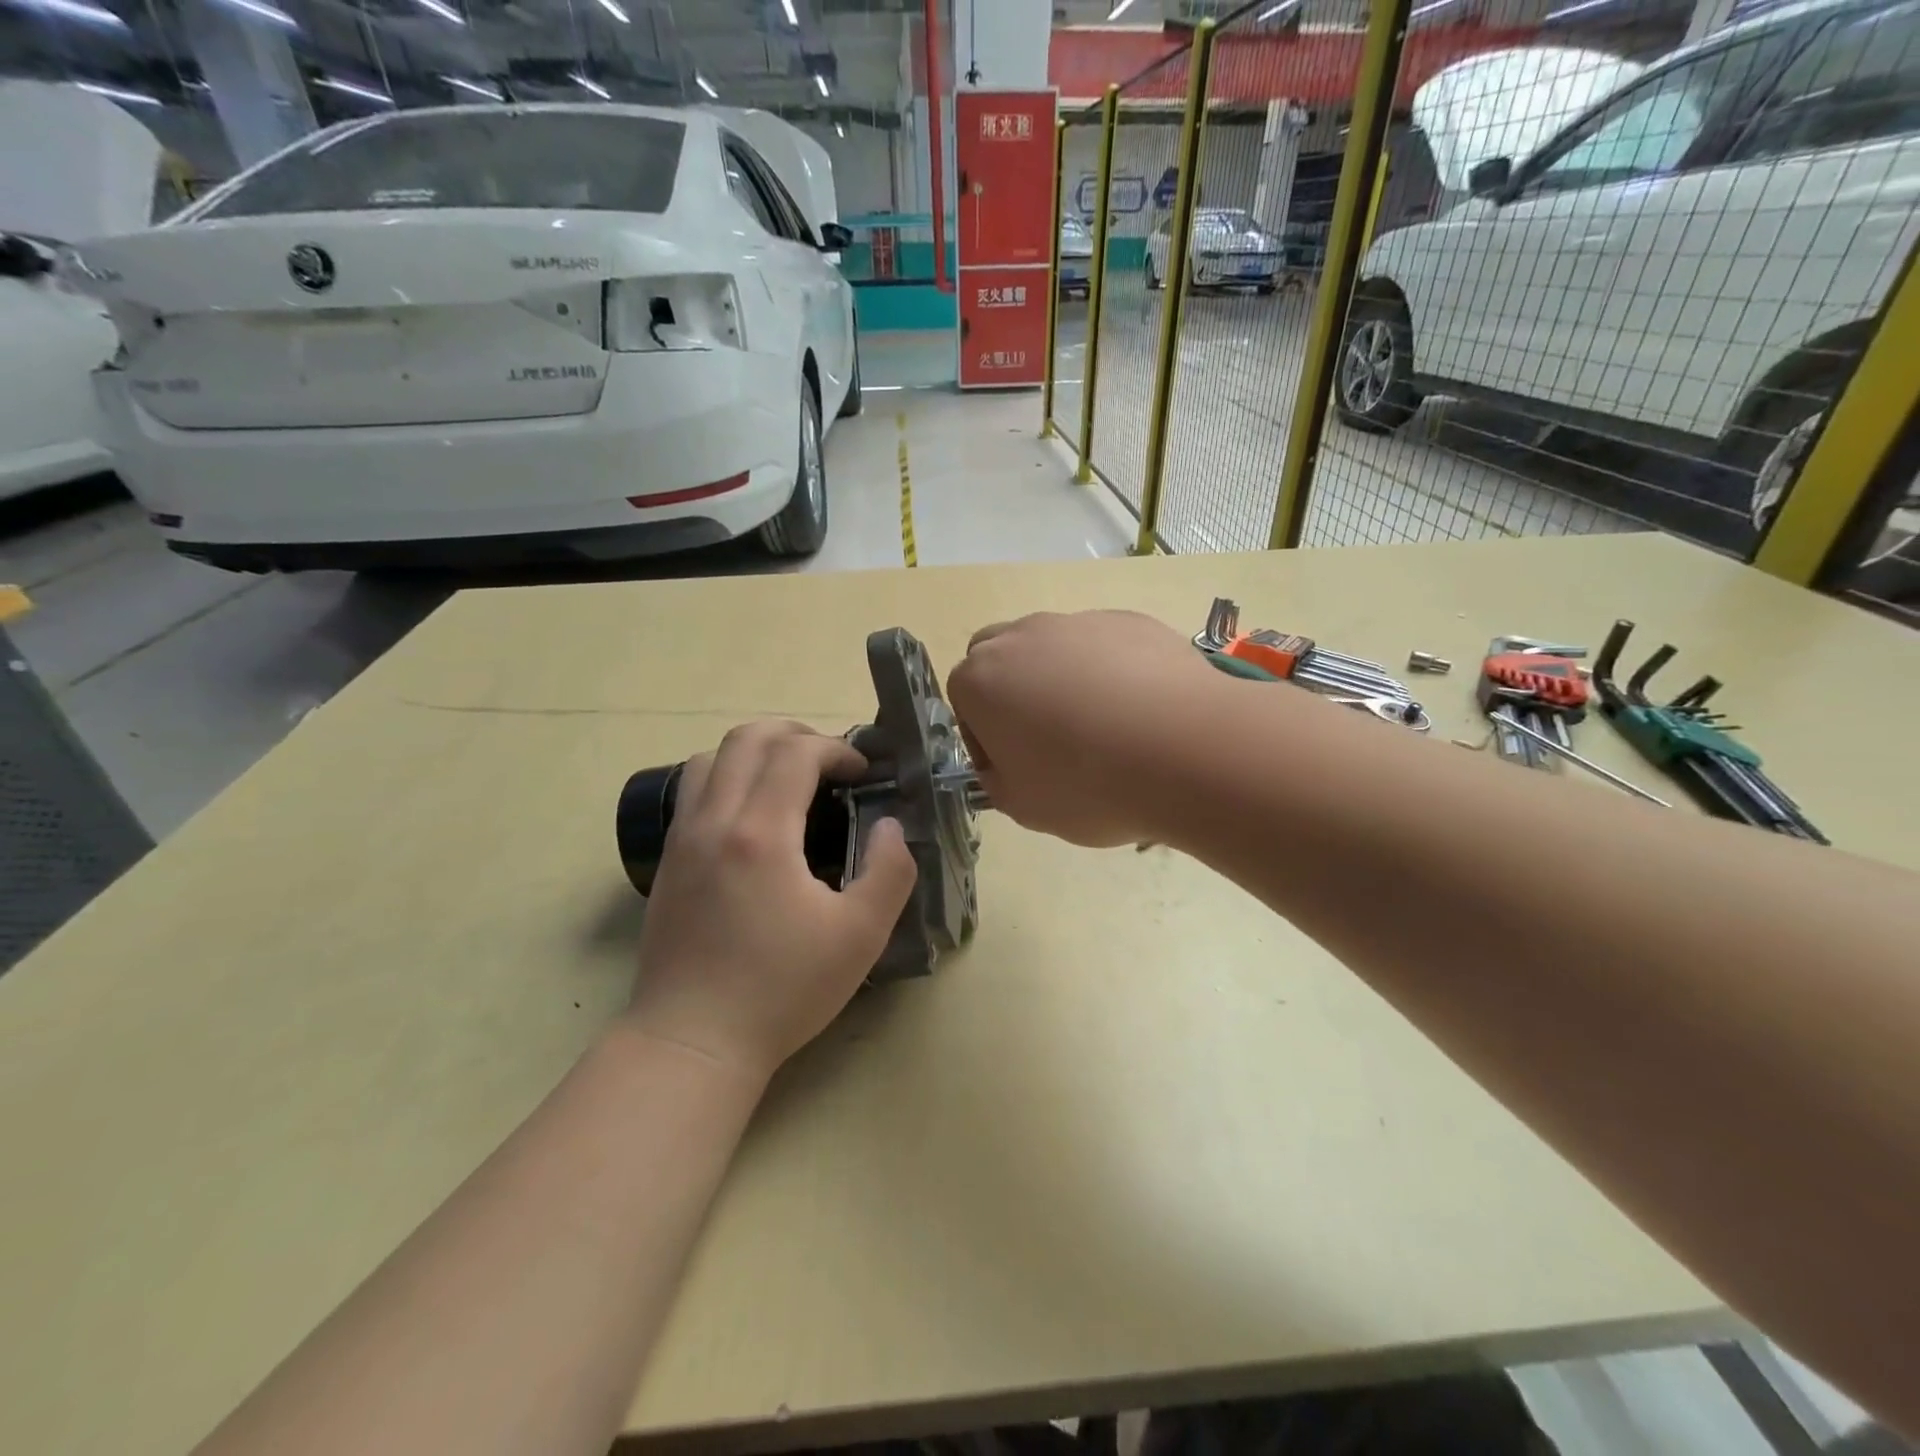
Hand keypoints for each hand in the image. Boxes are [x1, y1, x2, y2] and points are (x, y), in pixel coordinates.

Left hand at [627, 721, 918, 1079]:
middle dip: (795, 735)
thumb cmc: (781, 990)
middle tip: (830, 763)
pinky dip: (727, 777)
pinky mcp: (668, 862)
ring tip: (789, 779)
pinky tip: (753, 816)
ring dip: (755, 752)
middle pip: (746, 738)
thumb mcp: (860, 936)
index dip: (836, 749)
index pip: (795, 753)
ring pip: (710, 758)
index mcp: (760, 833)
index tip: (863, 774)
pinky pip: (693, 791)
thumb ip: (890, 871)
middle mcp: (714, 821)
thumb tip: (889, 826)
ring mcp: (683, 839)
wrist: (693, 1040)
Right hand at [946, 611, 1225, 846]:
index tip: (1012, 766)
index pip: (962, 699)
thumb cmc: (1089, 786)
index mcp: (982, 680)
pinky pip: (1103, 645)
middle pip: (997, 656)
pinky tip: (1139, 709)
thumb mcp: (1023, 807)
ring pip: (1051, 646)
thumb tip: (1005, 763)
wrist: (1187, 750)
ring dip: (1059, 678)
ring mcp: (1078, 622)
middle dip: (1010, 691)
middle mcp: (1022, 638)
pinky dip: (1108, 671)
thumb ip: (998, 780)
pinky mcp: (1129, 621)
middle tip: (1045, 736)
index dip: (982, 736)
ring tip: (1102, 725)